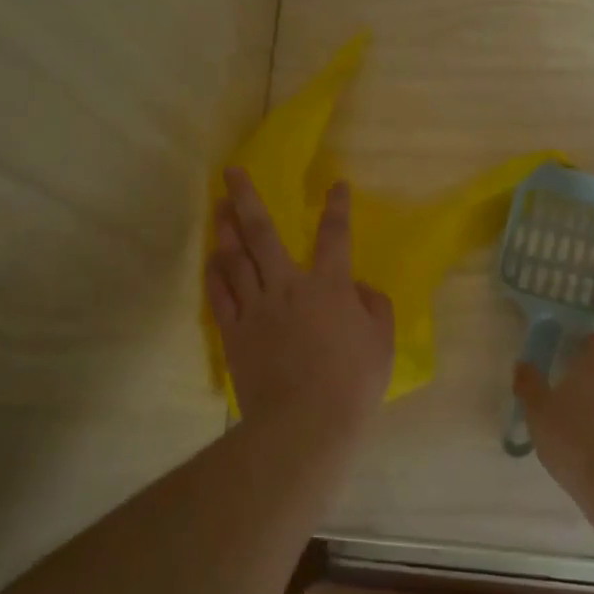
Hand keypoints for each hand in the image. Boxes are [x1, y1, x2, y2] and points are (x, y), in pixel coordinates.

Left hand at [207, 168, 394, 445]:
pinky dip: (214, 273)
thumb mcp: (381, 342)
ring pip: (235, 258)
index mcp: (327, 285)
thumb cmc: (351, 382)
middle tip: (231, 172)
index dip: (337, 208)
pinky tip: (212, 259)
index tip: (337, 186)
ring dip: (225, 229)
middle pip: (262, 233)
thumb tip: (359, 288)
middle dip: (246, 198)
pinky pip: (220, 295)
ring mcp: (255, 307)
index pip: (334, 236)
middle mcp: (286, 285)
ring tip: (218, 207)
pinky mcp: (234, 332)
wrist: (304, 421)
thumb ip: (375, 306)